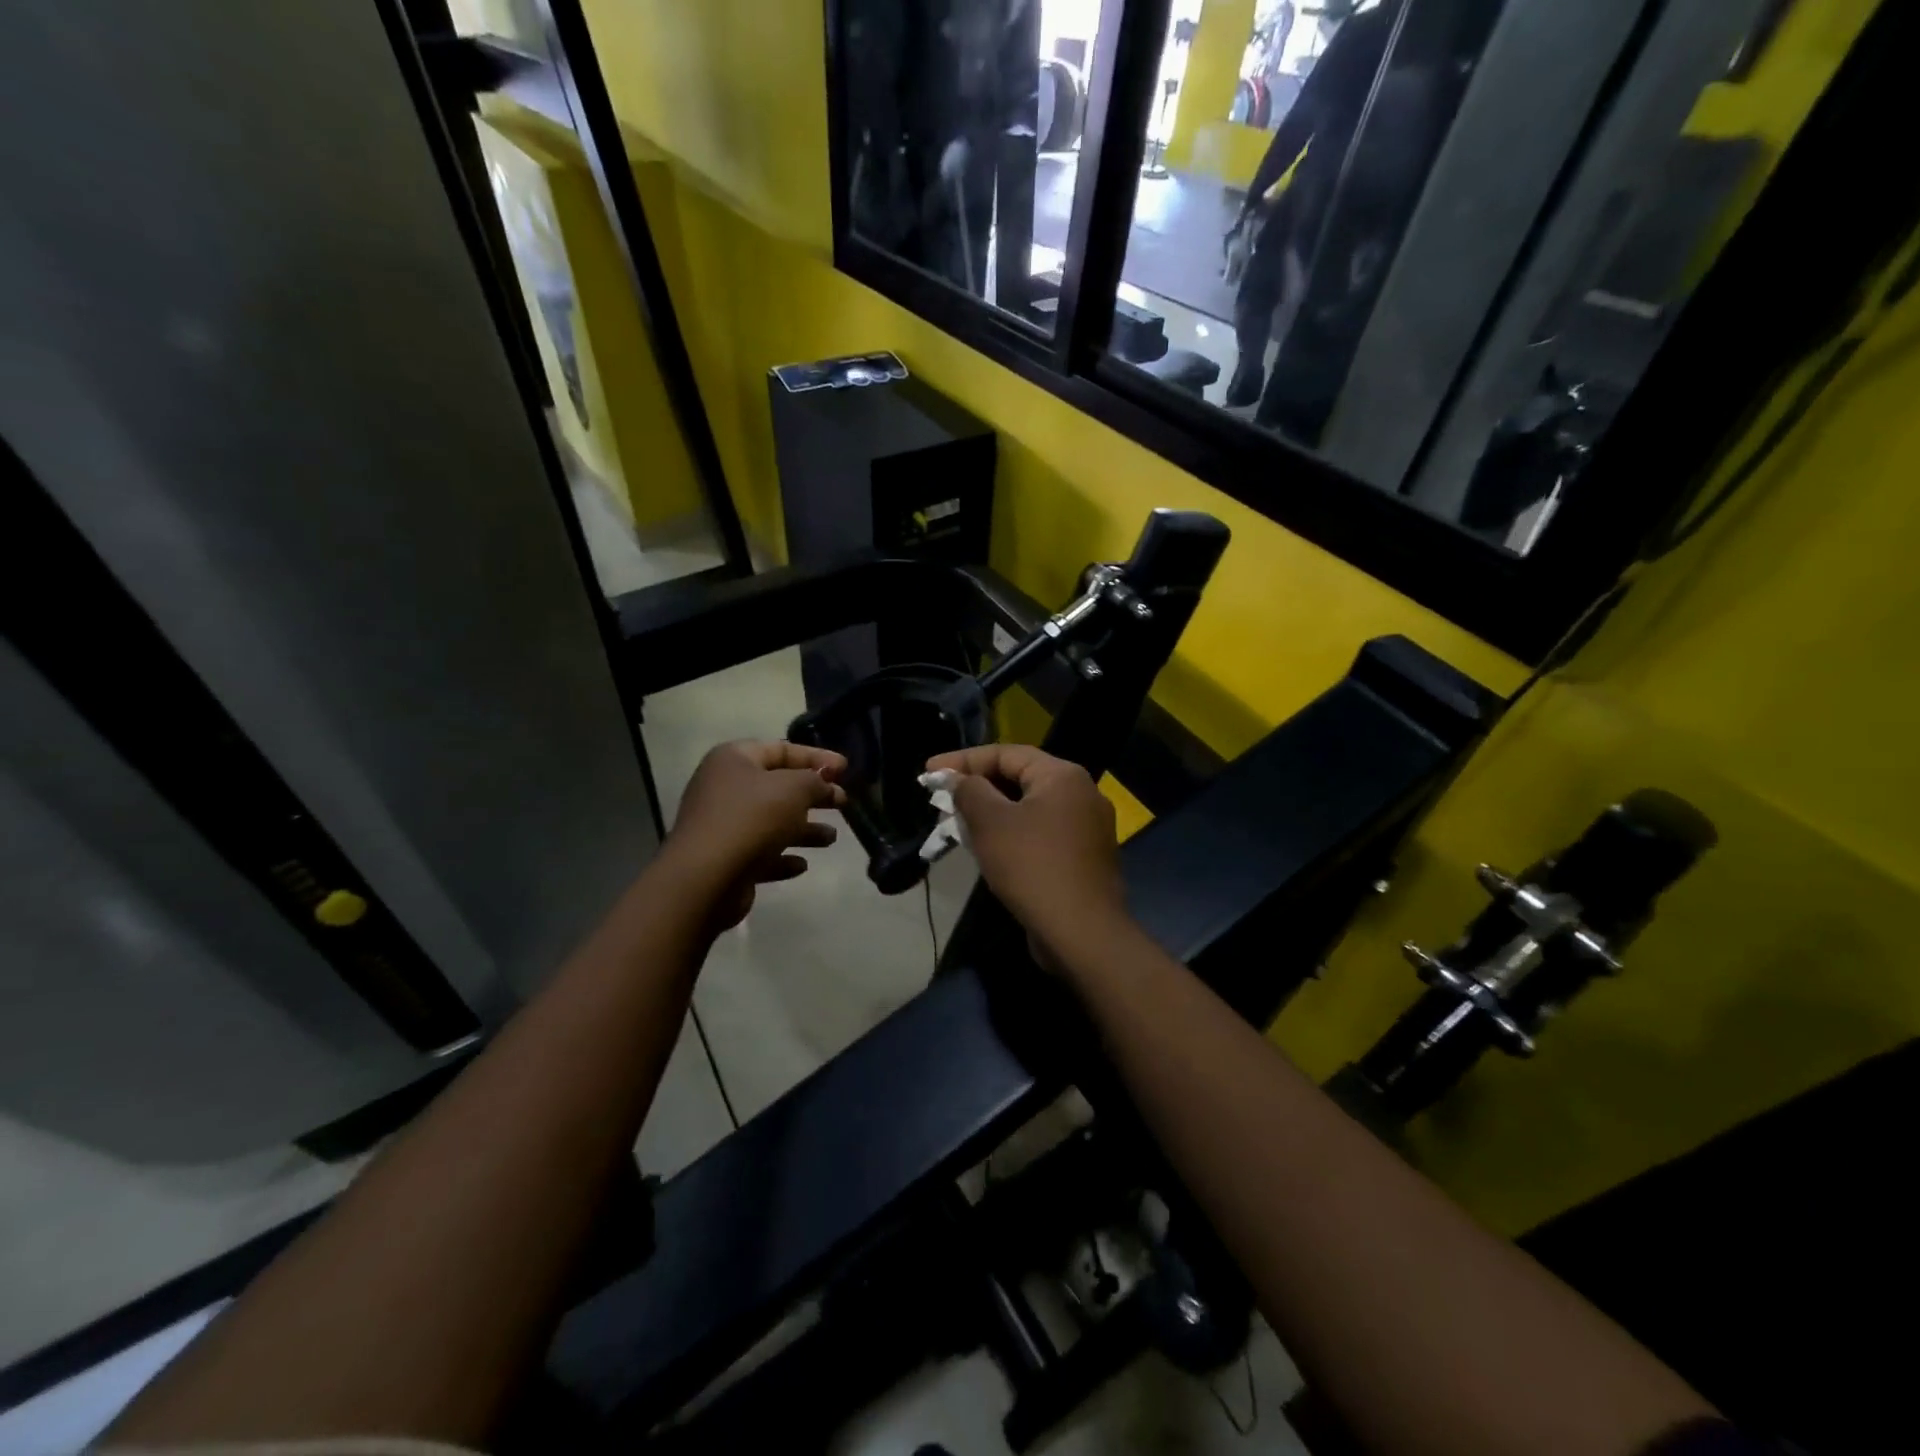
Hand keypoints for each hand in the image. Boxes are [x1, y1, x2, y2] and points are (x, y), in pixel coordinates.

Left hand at [663, 740, 847, 929]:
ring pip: (772, 822)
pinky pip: (761, 854)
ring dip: (803, 829)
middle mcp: (725, 788)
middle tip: (843, 803)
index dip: (817, 757)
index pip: (781, 749)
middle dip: (813, 795)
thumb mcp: (794, 789)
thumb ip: (816, 781)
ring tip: (831, 838)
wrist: (706, 878)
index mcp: (734, 760)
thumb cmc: (752, 819)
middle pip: (777, 786)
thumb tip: (826, 784)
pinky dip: (782, 857)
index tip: (846, 769)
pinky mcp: (725, 860)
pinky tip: (802, 865)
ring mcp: (723, 826)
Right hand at [924, 744, 1126, 956]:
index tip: (929, 772)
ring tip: (959, 824)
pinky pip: (1042, 833)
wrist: (1082, 932)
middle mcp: (1082, 794)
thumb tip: (958, 779)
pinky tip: (990, 849)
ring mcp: (1088, 828)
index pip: (1006, 753)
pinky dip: (1013, 834)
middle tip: (942, 799)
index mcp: (1063, 776)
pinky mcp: (1085, 857)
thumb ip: (970, 791)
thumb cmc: (1032, 867)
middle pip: (1020, 778)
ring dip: (993, 813)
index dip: (963, 760)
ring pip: (1030, 808)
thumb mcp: (991, 823)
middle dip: (977, 787)